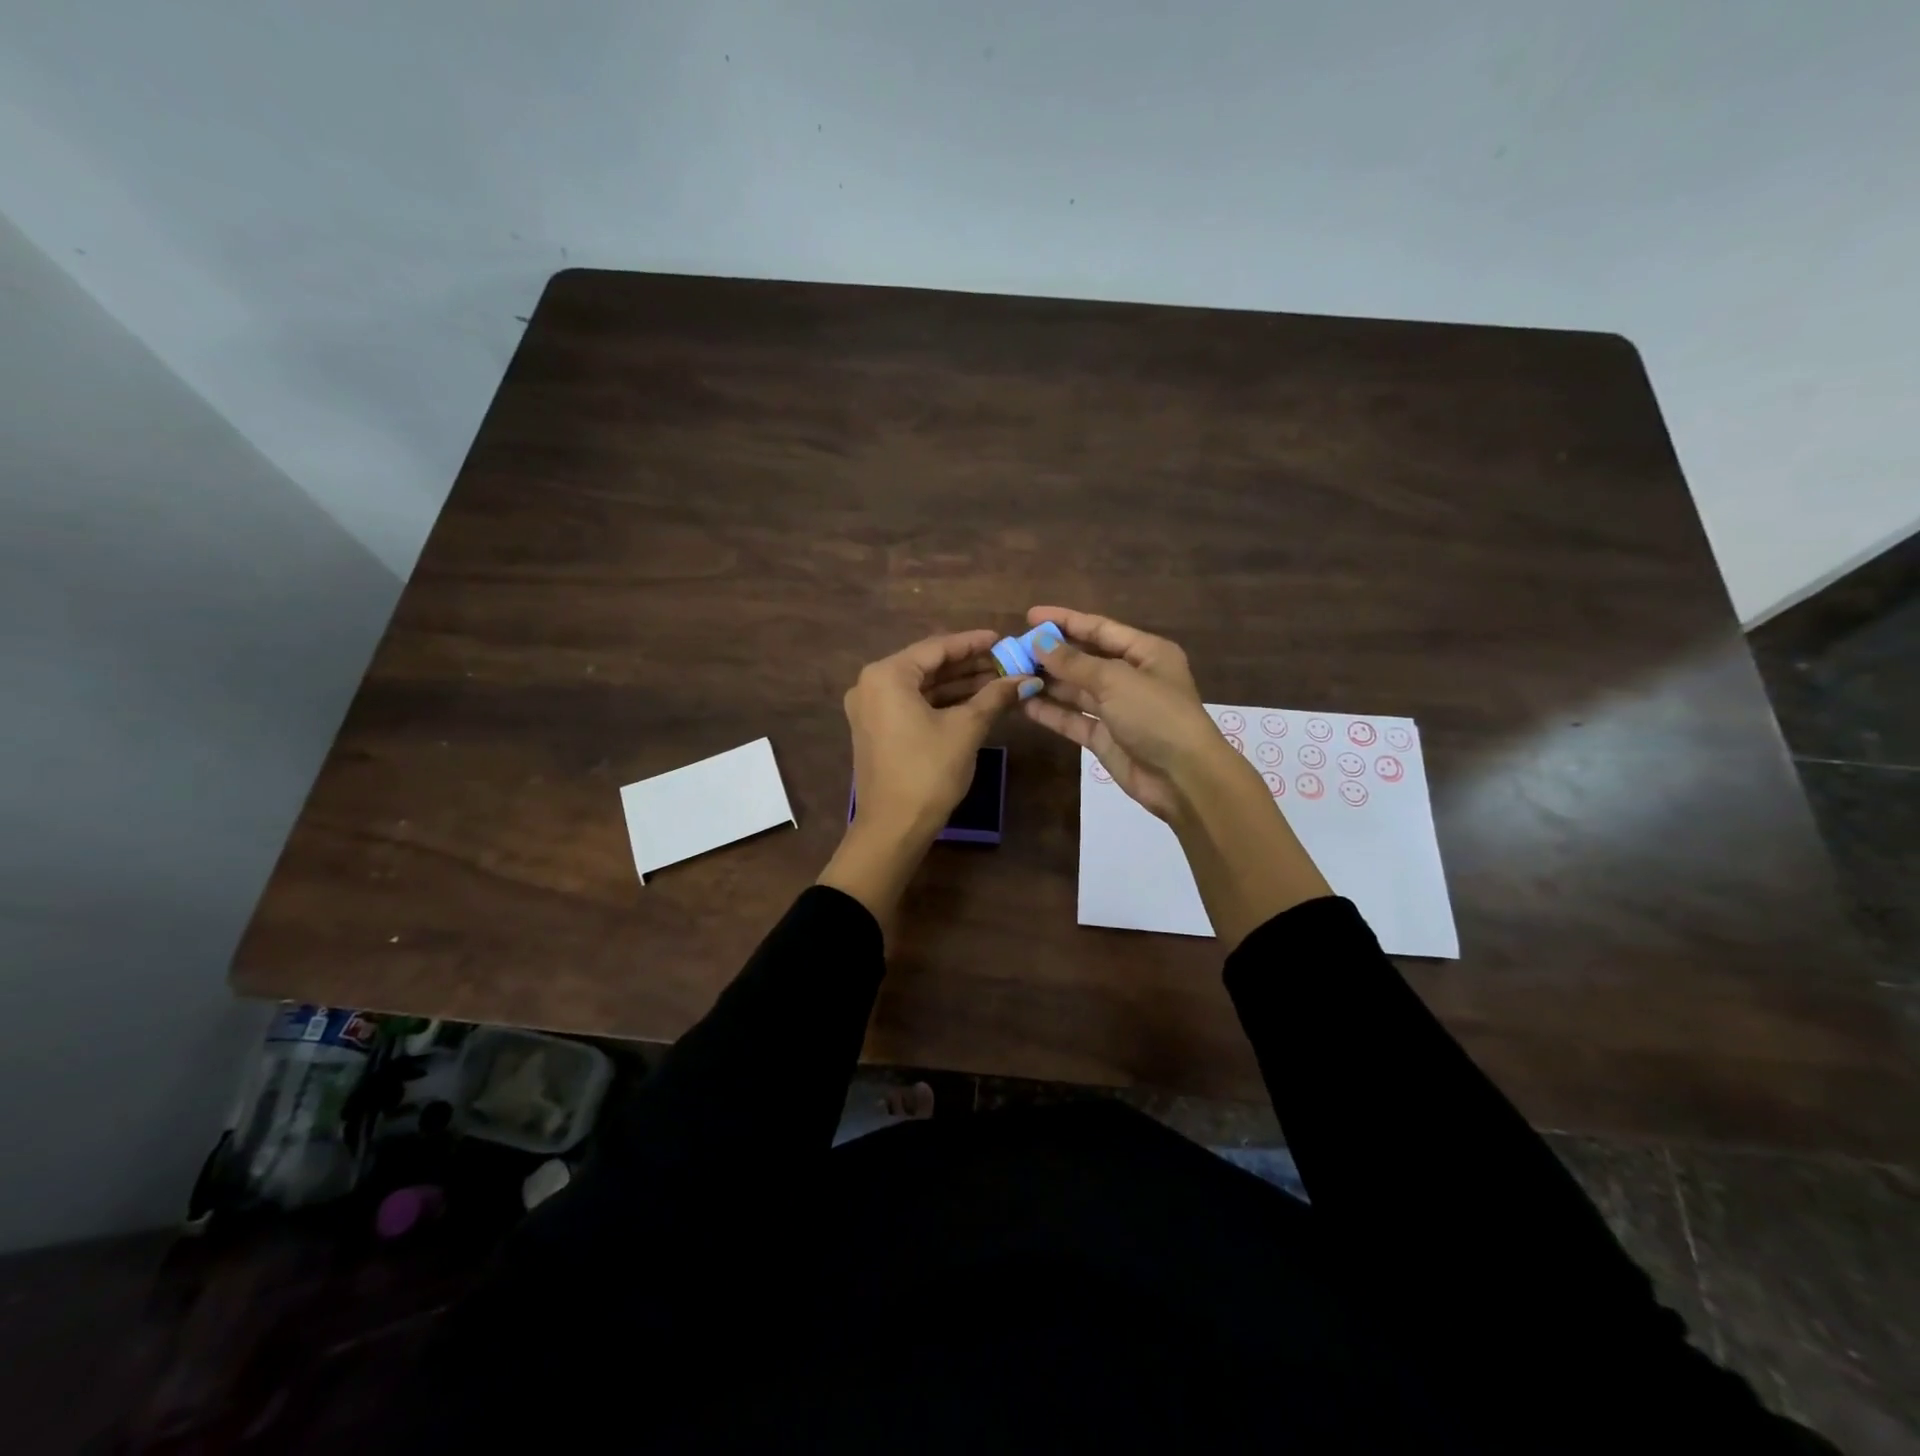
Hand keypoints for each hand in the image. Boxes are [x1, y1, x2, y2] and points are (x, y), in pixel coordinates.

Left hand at [844, 629, 1033, 836]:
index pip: (936, 648)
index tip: (1003, 638)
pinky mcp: (877, 729)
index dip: (973, 643)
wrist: (893, 827)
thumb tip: (1026, 679)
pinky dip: (942, 702)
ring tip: (999, 680)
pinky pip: (913, 704)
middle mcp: (872, 685)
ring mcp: (871, 708)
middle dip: (969, 665)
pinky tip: (976, 701)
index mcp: (886, 675)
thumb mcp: (966, 729)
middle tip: (1007, 661)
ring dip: (959, 684)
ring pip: (922, 687)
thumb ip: (994, 697)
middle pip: (928, 665)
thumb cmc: (928, 771)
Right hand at [1018, 606, 1231, 820]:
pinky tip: (1023, 703)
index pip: (1100, 628)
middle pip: (1085, 659)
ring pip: (1076, 690)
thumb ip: (1074, 662)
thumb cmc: (1156, 715)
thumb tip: (1038, 642)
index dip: (1065, 621)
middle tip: (1013, 650)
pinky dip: (1050, 711)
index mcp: (1146, 652)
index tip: (1030, 616)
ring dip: (1047, 683)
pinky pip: (1073, 719)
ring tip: (1011, 674)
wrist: (1182, 777)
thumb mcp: (1115, 680)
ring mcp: (1118, 710)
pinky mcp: (1105, 738)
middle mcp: (1132, 677)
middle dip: (1051, 654)